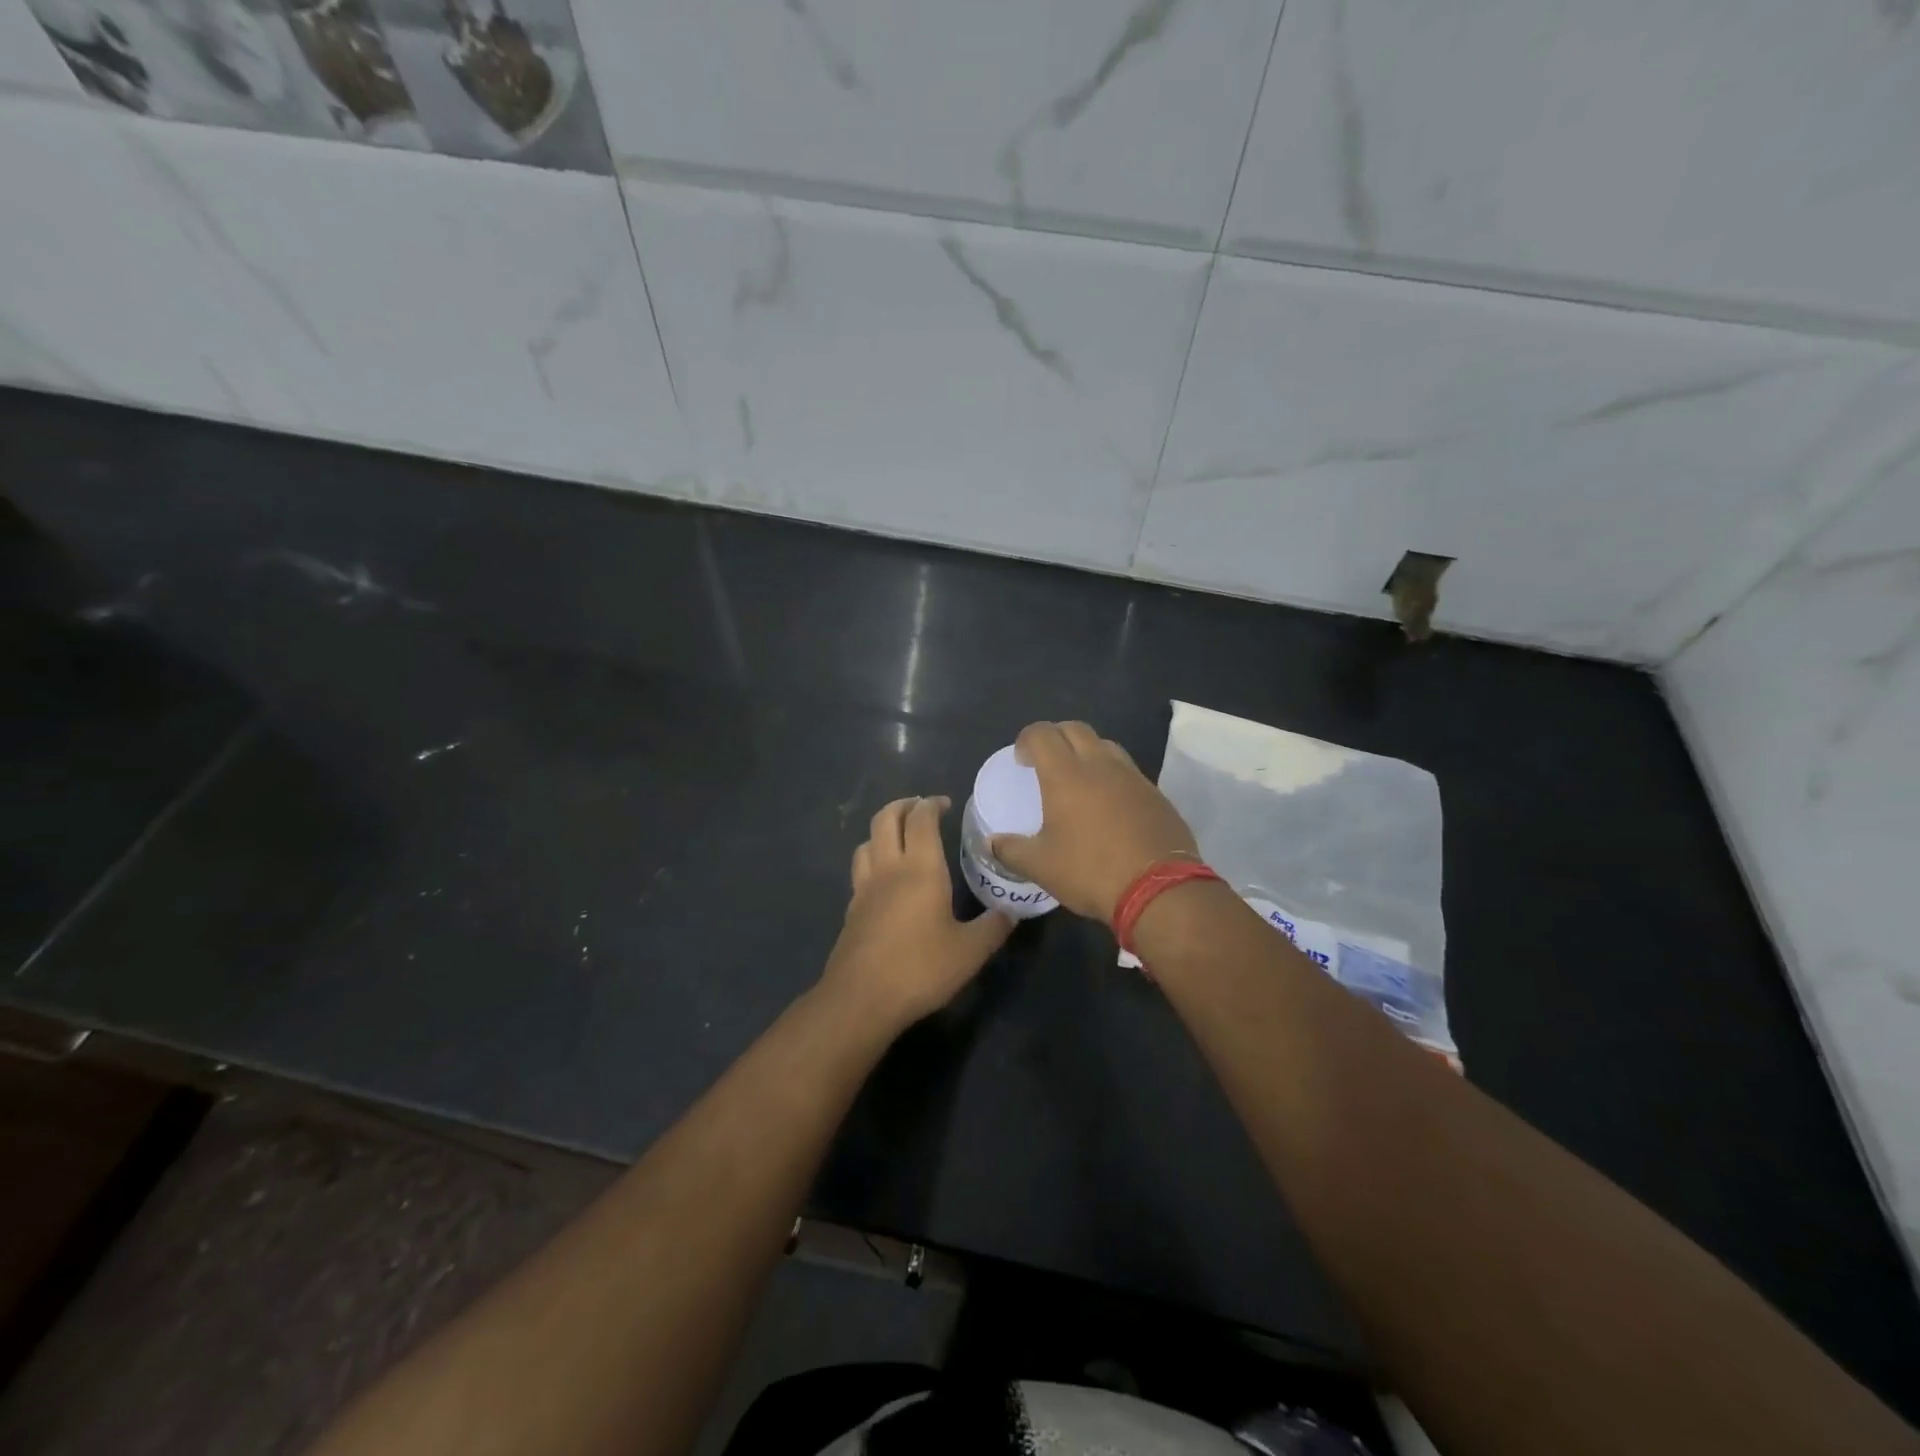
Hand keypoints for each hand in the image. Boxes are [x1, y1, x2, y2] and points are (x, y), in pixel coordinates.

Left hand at [820, 796, 1013, 1032]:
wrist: (862, 999)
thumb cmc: (920, 969)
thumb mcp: (970, 952)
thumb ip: (993, 927)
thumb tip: (1010, 912)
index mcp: (920, 869)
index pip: (921, 819)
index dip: (932, 804)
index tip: (946, 804)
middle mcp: (889, 868)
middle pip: (885, 818)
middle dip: (903, 805)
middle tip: (921, 808)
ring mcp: (864, 888)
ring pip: (867, 841)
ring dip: (883, 830)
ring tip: (901, 837)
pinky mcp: (851, 910)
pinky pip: (860, 870)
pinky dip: (872, 859)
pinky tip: (885, 879)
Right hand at [990, 721, 1197, 922]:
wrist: (1158, 890)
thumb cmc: (1090, 871)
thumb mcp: (1041, 866)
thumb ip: (1011, 850)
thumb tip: (991, 842)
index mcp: (1066, 774)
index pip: (1042, 734)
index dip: (1027, 739)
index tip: (1021, 759)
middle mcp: (1100, 765)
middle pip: (1075, 729)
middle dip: (1056, 737)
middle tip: (1045, 761)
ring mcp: (1133, 777)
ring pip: (1105, 745)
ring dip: (1087, 751)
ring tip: (1078, 778)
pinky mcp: (1156, 794)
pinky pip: (1128, 770)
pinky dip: (1112, 775)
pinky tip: (1109, 804)